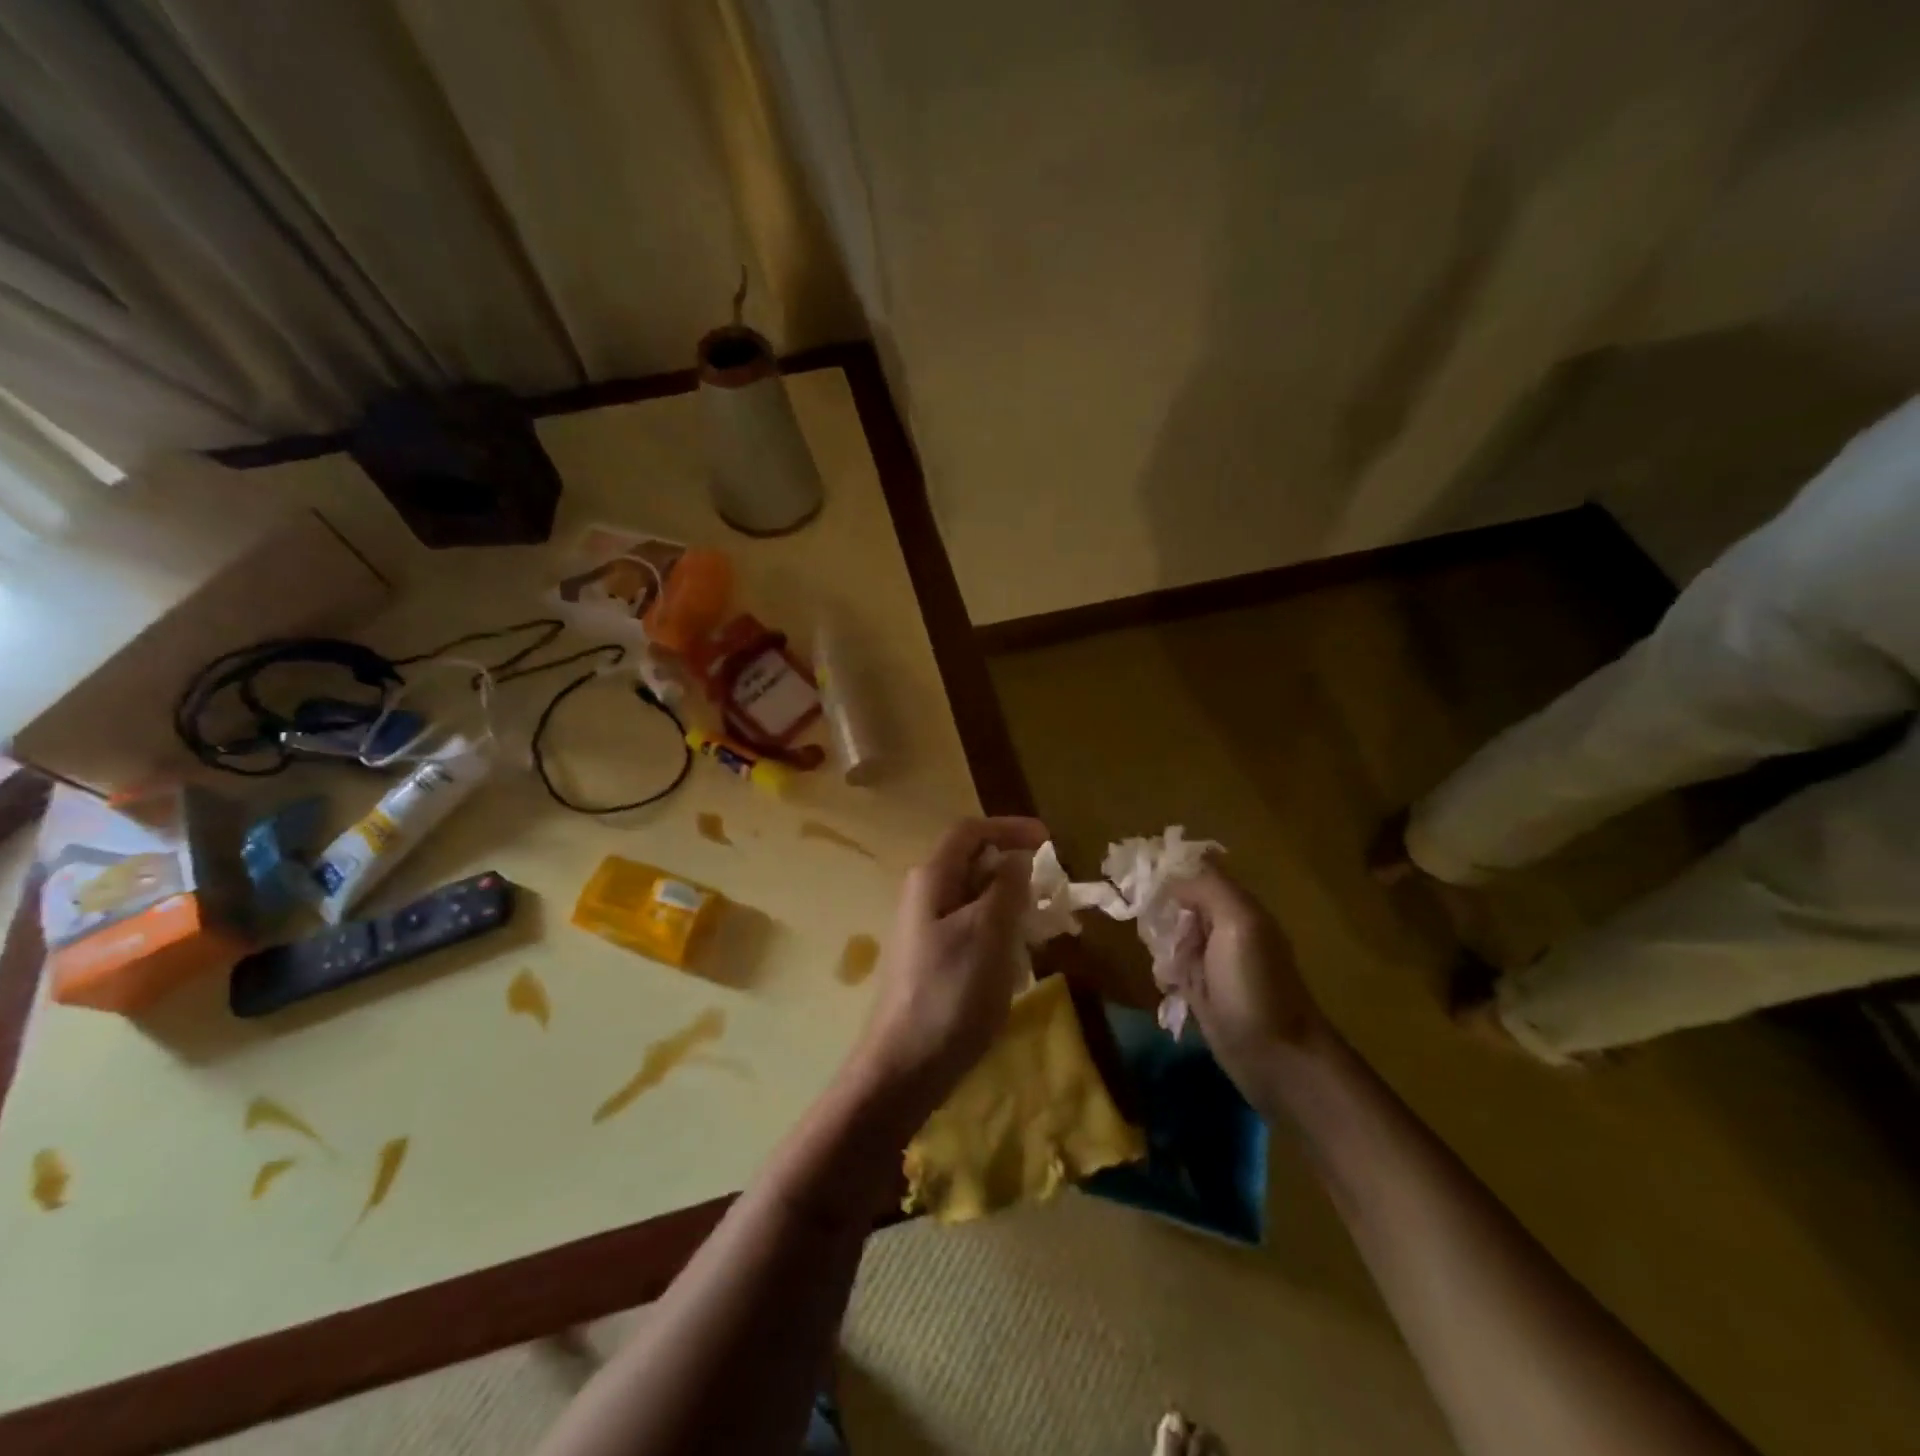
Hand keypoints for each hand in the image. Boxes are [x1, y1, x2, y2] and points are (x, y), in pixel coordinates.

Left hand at [849, 816, 1046, 1121]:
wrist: (904, 1066)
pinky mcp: (932, 958)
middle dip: (1015, 870)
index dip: (1010, 827)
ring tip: (1042, 929)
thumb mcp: (989, 933)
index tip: (1050, 841)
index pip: (970, 831)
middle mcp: (924, 895)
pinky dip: (999, 932)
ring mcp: (925, 928)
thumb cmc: (951, 993)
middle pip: (973, 863)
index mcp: (932, 878)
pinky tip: (1016, 962)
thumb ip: (1006, 887)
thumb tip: (1016, 857)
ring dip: (1011, 904)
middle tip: (1052, 893)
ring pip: (975, 898)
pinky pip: (971, 928)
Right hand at [1165, 866, 1326, 1094]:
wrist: (1276, 1059)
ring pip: (1172, 936)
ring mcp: (1214, 962)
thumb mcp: (1238, 924)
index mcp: (1238, 907)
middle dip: (1160, 912)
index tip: (1138, 875)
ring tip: (1168, 965)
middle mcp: (1225, 929)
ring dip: (1161, 946)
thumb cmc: (1255, 986)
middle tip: (1154, 930)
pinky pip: (1173, 969)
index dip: (1169, 870)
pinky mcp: (1203, 992)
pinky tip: (1169, 986)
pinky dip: (1165, 974)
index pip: (1198, 872)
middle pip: (1179, 903)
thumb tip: (1173, 876)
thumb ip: (1209, 889)